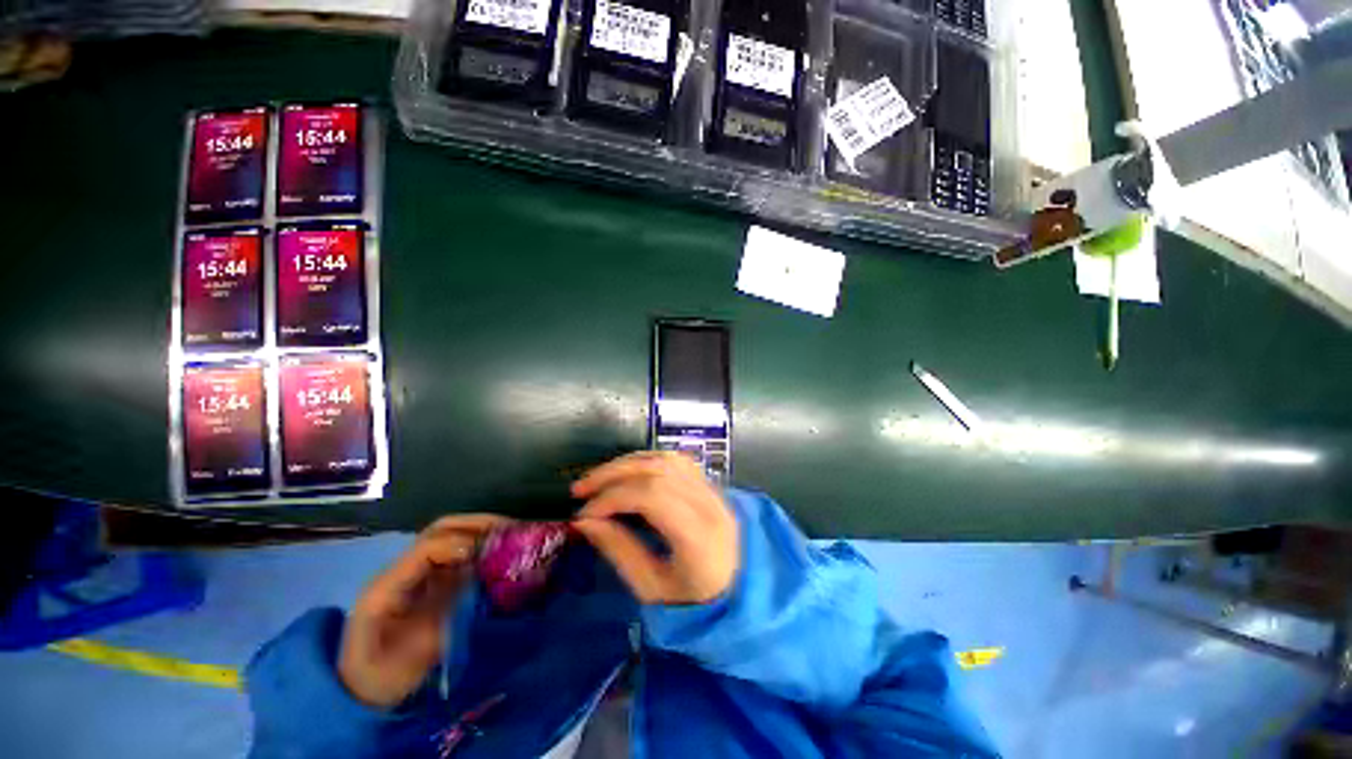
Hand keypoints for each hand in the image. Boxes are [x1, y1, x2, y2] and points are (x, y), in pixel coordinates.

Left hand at [338, 514, 507, 707]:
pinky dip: (484, 549)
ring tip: (514, 536)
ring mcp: (420, 576)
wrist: (366, 693)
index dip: (458, 544)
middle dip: (478, 525)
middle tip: (512, 531)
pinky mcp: (433, 584)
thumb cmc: (383, 678)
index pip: (426, 548)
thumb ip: (438, 625)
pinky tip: (504, 555)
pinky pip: (460, 556)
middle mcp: (405, 571)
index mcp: (389, 585)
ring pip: (453, 538)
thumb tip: (472, 602)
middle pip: (442, 531)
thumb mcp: (406, 660)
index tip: (487, 552)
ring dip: (484, 533)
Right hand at [572, 451, 738, 604]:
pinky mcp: (710, 485)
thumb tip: (585, 521)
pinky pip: (677, 461)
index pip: (652, 496)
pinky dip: (648, 461)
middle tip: (580, 489)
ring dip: (629, 463)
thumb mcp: (652, 589)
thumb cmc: (694, 602)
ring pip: (667, 459)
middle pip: (658, 470)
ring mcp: (713, 491)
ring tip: (600, 479)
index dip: (613, 497)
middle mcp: (709, 504)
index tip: (583, 514)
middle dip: (614, 474)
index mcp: (699, 536)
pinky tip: (630, 473)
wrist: (740, 594)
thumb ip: (620, 551)